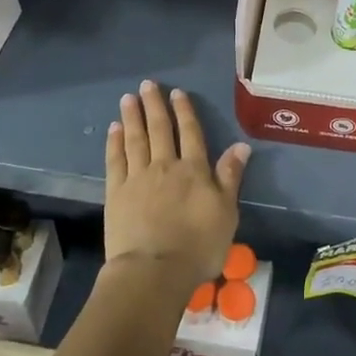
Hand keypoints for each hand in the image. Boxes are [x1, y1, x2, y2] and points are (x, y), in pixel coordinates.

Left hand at [104, 81, 250, 293]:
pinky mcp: (116, 193)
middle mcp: (165, 166)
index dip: (184, 112)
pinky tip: (114, 129)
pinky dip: (115, 142)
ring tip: (128, 98)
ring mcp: (138, 178)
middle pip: (160, 130)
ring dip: (132, 117)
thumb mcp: (226, 212)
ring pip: (135, 139)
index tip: (177, 93)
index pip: (190, 133)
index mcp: (194, 170)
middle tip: (147, 85)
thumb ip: (230, 176)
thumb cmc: (198, 246)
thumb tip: (241, 145)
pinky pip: (115, 160)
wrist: (154, 270)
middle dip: (155, 106)